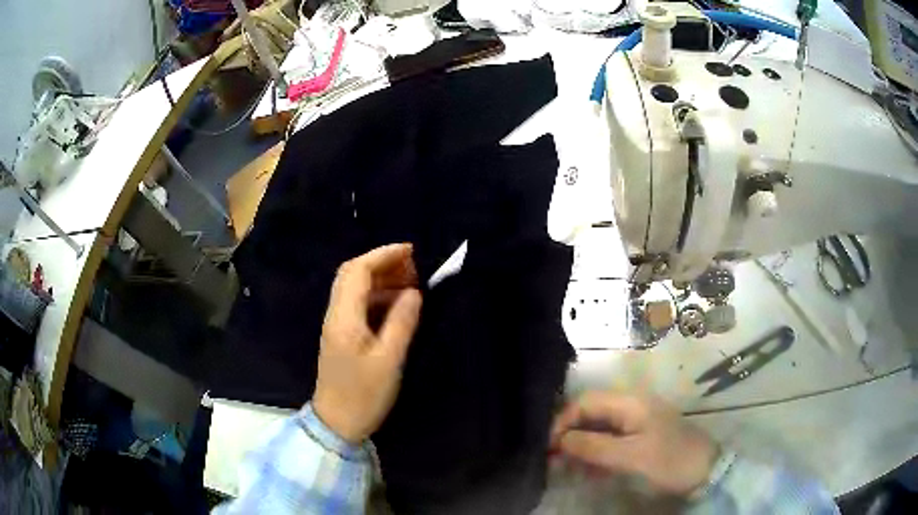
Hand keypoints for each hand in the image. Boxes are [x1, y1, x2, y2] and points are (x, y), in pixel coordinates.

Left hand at [312, 244, 422, 443]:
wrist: (337, 423)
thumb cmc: (364, 395)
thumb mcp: (389, 360)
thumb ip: (401, 322)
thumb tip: (414, 292)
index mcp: (344, 317)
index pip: (358, 271)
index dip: (383, 255)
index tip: (412, 251)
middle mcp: (336, 314)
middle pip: (352, 274)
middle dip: (382, 264)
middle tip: (414, 268)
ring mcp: (336, 325)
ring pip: (355, 289)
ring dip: (381, 280)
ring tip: (411, 284)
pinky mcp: (341, 336)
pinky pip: (358, 305)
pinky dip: (377, 297)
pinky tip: (397, 306)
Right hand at [550, 391, 717, 496]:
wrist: (704, 471)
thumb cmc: (669, 460)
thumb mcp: (631, 456)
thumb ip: (595, 446)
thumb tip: (560, 440)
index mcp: (630, 402)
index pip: (585, 401)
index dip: (563, 421)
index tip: (547, 446)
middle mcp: (630, 406)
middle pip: (589, 413)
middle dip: (568, 434)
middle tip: (552, 459)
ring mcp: (635, 421)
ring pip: (597, 428)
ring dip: (579, 445)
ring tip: (564, 466)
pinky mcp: (638, 437)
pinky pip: (608, 440)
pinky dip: (593, 453)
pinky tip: (585, 469)